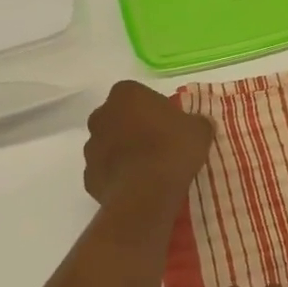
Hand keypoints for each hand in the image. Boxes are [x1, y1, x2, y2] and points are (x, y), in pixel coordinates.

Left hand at [82, 80, 213, 211]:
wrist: (147, 192)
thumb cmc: (173, 149)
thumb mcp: (199, 130)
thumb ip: (197, 122)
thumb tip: (199, 123)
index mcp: (126, 94)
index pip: (138, 94)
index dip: (153, 108)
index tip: (168, 124)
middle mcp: (102, 115)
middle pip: (118, 117)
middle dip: (133, 128)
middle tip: (158, 143)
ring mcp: (91, 147)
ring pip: (108, 145)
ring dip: (123, 152)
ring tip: (149, 169)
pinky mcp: (88, 176)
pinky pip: (105, 172)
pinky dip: (117, 176)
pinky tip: (137, 186)